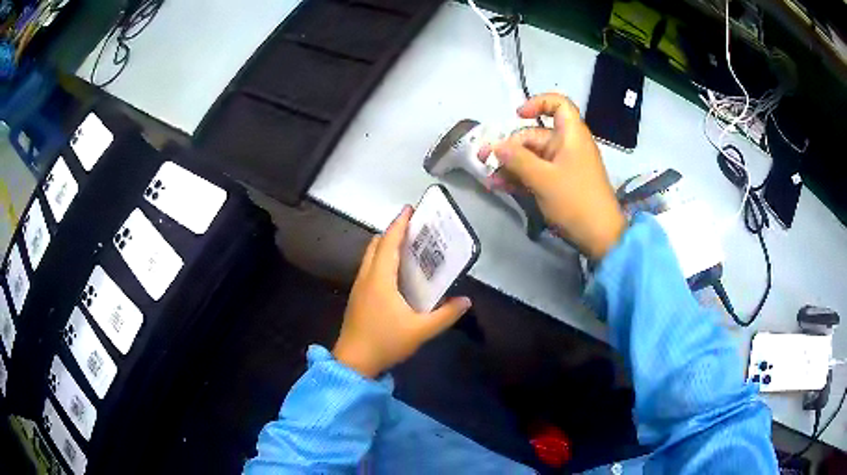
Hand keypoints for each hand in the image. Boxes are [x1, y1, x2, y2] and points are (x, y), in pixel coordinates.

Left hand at [332, 206, 471, 377]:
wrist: (353, 362)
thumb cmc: (385, 342)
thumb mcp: (420, 331)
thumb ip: (445, 315)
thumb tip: (466, 300)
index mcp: (380, 279)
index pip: (389, 243)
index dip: (399, 224)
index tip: (409, 208)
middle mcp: (366, 277)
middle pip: (376, 245)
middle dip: (392, 231)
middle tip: (413, 226)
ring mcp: (359, 287)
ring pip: (370, 256)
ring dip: (385, 245)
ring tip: (407, 244)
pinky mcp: (358, 297)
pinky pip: (369, 268)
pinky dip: (381, 259)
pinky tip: (395, 272)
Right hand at [479, 93, 625, 259]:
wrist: (600, 237)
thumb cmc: (575, 201)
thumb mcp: (543, 179)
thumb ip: (517, 160)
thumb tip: (495, 146)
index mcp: (571, 136)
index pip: (559, 104)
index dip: (538, 103)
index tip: (517, 115)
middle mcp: (567, 146)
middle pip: (535, 135)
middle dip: (510, 146)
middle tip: (485, 159)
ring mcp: (564, 166)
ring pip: (533, 157)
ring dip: (511, 166)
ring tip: (489, 178)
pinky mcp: (561, 184)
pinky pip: (537, 173)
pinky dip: (520, 178)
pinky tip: (500, 186)